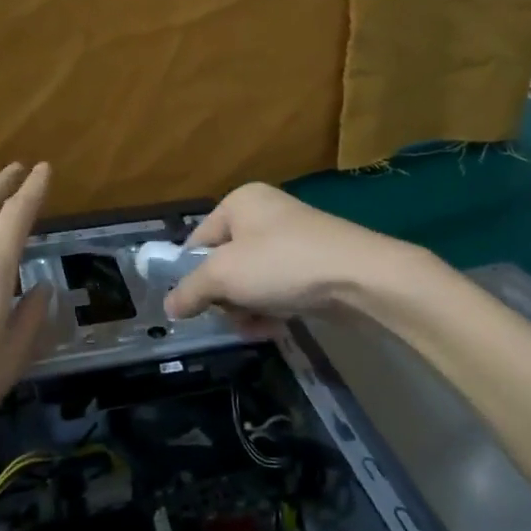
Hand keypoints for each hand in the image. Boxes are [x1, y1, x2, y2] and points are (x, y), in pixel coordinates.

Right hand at [164, 183, 427, 325]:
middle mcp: (265, 214)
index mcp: (240, 202)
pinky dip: (272, 308)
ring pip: (251, 280)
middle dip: (224, 296)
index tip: (190, 307)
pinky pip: (278, 287)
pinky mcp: (313, 264)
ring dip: (247, 308)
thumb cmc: (282, 264)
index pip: (198, 240)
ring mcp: (292, 239)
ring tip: (255, 327)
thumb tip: (169, 306)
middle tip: (230, 316)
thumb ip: (190, 290)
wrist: (361, 277)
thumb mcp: (224, 276)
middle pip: (224, 262)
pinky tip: (275, 327)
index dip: (191, 274)